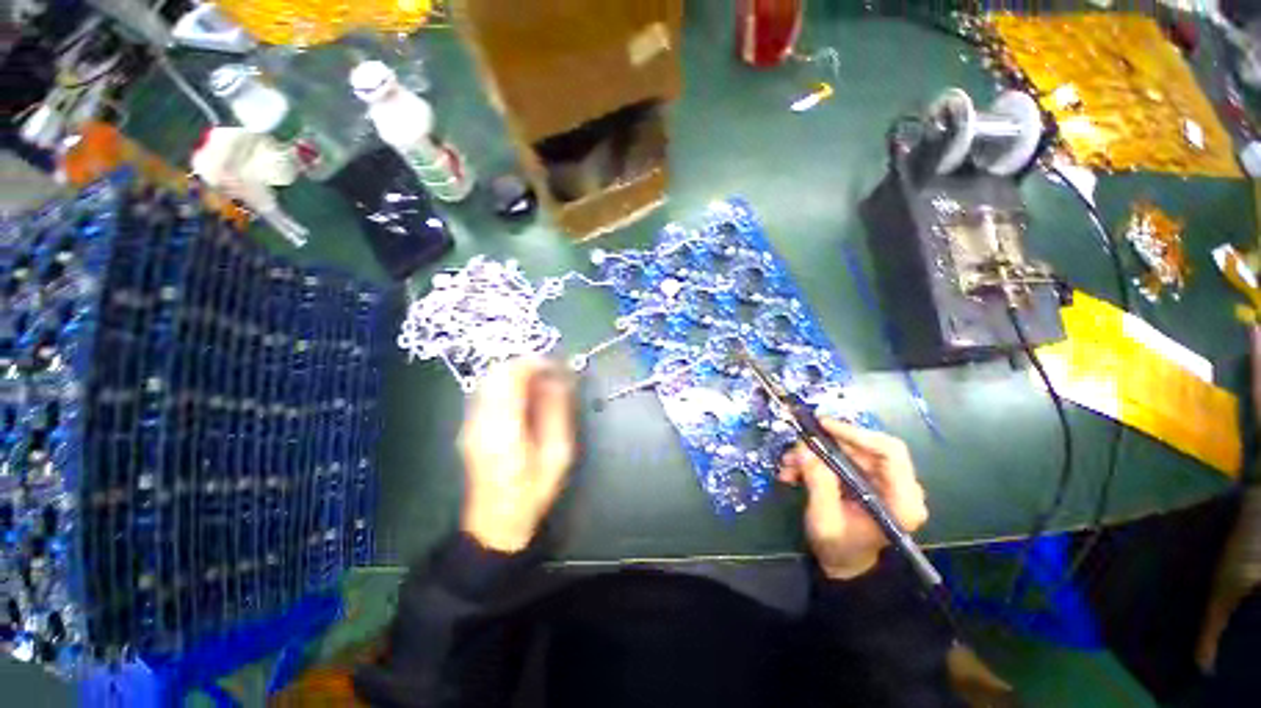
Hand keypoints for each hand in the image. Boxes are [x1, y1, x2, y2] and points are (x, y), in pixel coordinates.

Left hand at [459, 357, 576, 552]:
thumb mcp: (557, 453)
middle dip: (526, 364)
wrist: (496, 520)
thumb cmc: (533, 489)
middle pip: (497, 372)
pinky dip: (508, 383)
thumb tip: (559, 379)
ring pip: (490, 379)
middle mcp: (480, 420)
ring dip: (517, 372)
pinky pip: (487, 390)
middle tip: (552, 372)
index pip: (511, 377)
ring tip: (542, 382)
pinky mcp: (469, 425)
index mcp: (503, 428)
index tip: (557, 364)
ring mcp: (470, 422)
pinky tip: (526, 395)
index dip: (535, 362)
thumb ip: (557, 412)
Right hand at [779, 420, 927, 579]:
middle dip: (825, 446)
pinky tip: (794, 469)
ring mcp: (882, 481)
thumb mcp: (825, 520)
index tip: (823, 426)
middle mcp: (898, 486)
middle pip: (864, 448)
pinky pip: (841, 458)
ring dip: (815, 453)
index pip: (889, 452)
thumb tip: (805, 449)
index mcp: (902, 500)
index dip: (856, 434)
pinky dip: (816, 460)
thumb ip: (819, 484)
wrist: (843, 563)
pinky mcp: (866, 479)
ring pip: (848, 451)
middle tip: (796, 448)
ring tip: (788, 464)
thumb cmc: (839, 548)